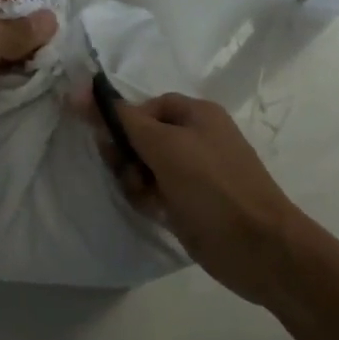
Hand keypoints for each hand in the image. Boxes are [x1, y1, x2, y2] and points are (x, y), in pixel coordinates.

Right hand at [81, 90, 302, 300]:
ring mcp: (193, 173)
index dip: (122, 120)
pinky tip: (154, 211)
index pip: (145, 106)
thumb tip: (79, 91)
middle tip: (126, 171)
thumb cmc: (212, 187)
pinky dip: (147, 199)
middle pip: (141, 136)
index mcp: (197, 114)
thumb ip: (122, 120)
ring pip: (143, 167)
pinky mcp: (189, 203)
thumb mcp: (164, 146)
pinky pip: (154, 192)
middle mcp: (196, 139)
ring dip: (134, 180)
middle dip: (126, 154)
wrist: (258, 248)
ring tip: (146, 197)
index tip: (103, 141)